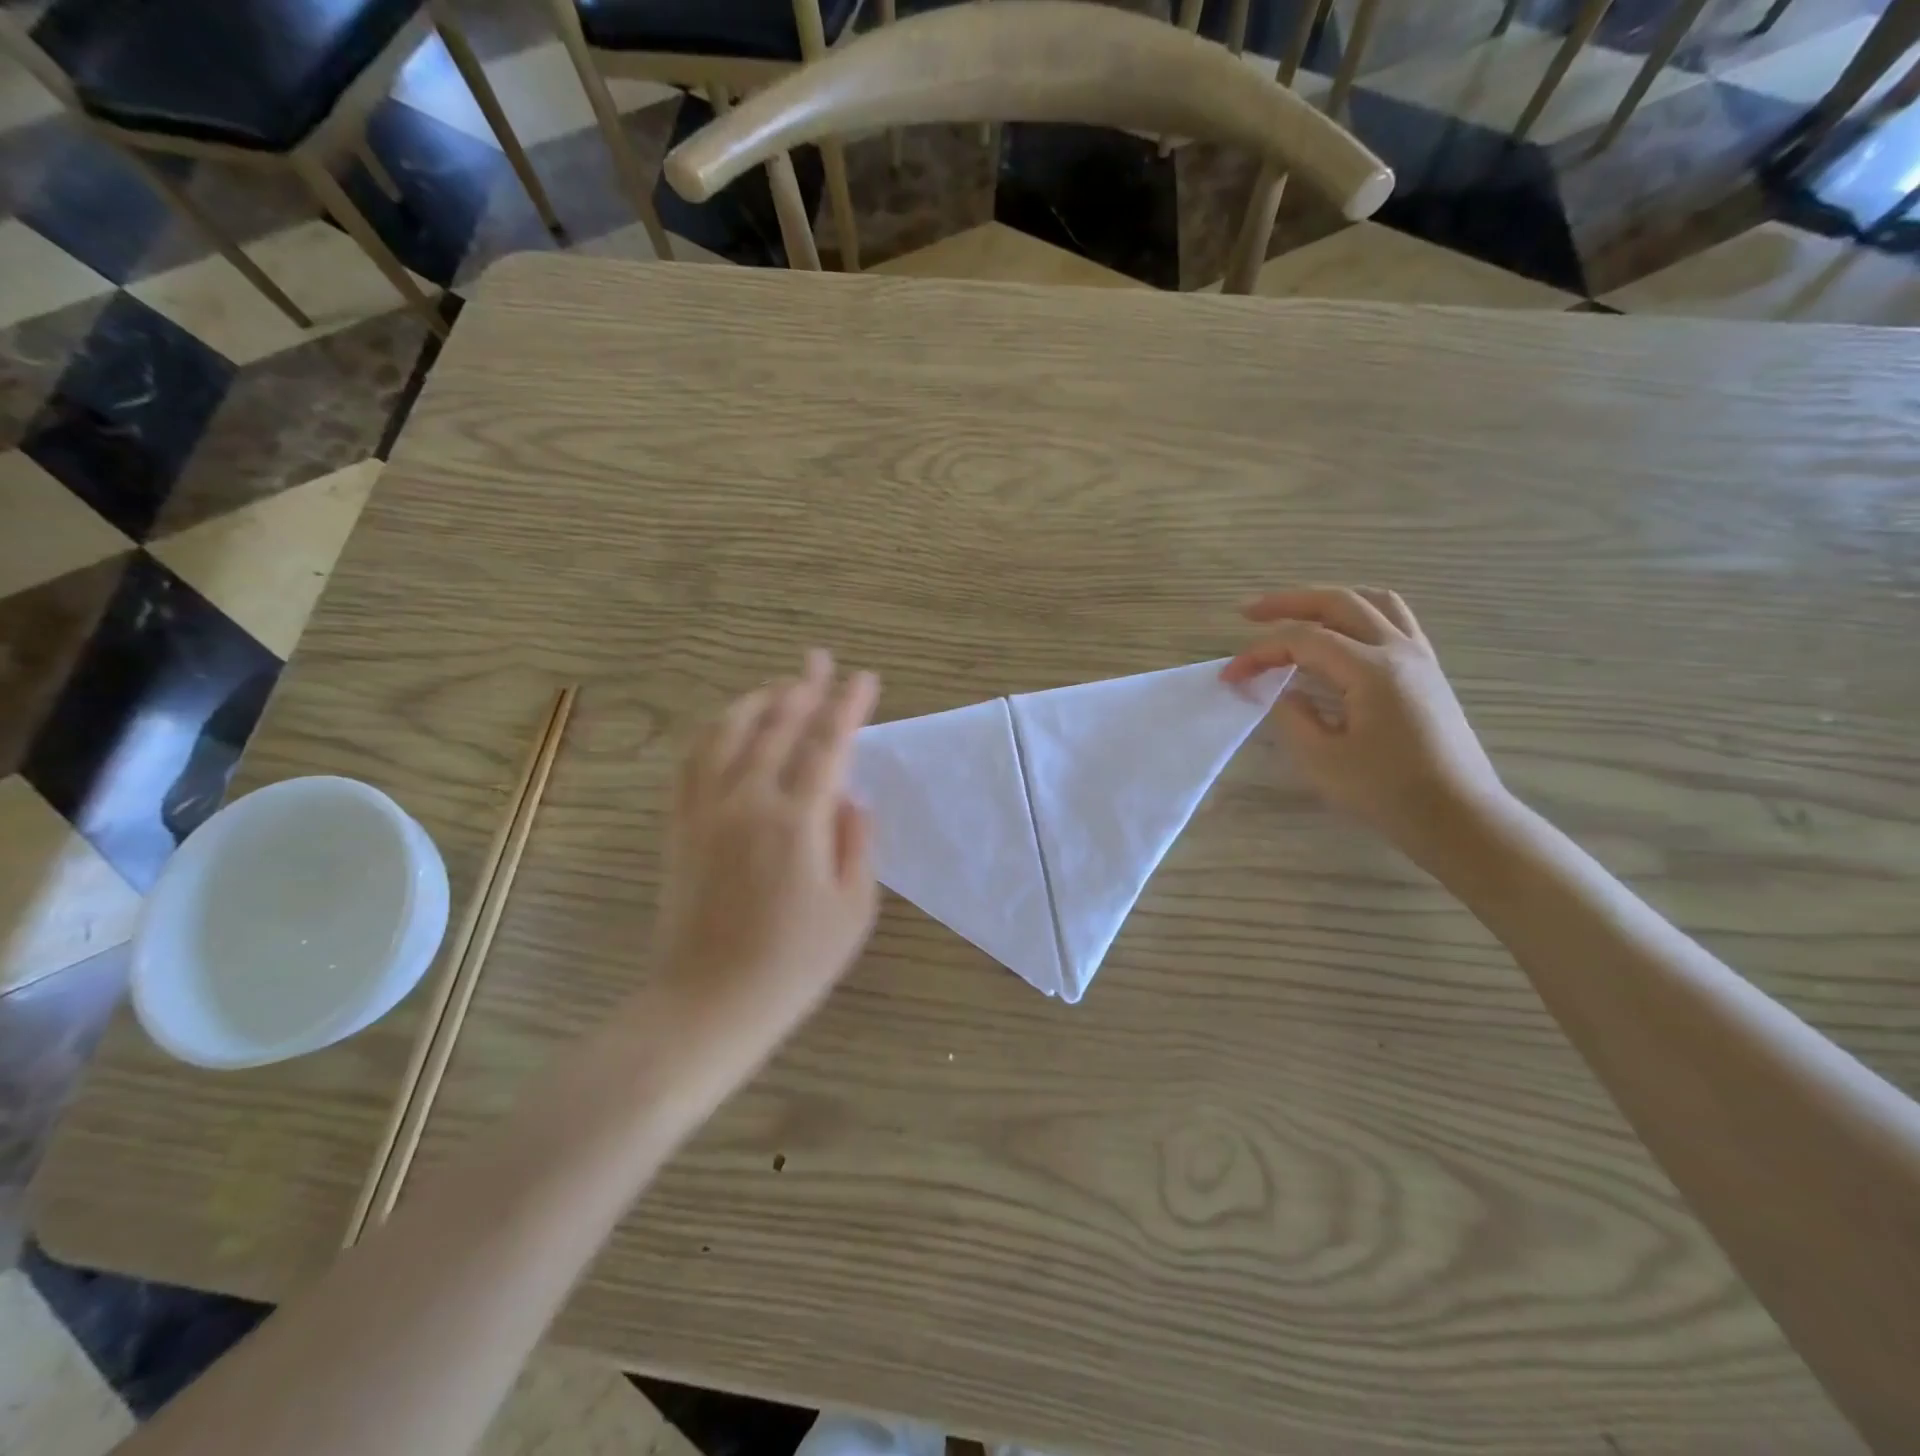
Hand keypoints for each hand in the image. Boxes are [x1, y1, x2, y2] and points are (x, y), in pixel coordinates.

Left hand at [651, 650, 879, 1062]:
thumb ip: (858, 843)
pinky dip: (714, 731)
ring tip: (779, 687)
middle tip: (820, 660)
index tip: (865, 679)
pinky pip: (693, 761)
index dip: (849, 706)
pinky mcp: (680, 826)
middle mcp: (748, 801)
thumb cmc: (793, 964)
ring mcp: (706, 810)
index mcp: (797, 820)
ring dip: (757, 701)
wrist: (707, 1004)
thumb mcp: (854, 909)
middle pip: (777, 725)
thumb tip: (850, 797)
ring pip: (728, 732)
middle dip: (803, 687)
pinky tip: (727, 726)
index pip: (828, 744)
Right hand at [1222, 588, 1507, 857]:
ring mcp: (1419, 657)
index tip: (1231, 676)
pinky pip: (1393, 621)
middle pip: (1339, 603)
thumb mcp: (1321, 760)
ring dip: (1328, 602)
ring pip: (1373, 603)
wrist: (1458, 817)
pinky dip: (1358, 615)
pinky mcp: (1428, 672)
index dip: (1260, 652)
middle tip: (1249, 613)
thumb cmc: (1387, 792)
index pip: (1303, 641)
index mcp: (1371, 670)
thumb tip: (1283, 692)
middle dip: (1288, 603)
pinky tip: (1340, 637)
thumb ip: (1292, 716)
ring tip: (1296, 615)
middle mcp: (1398, 650)